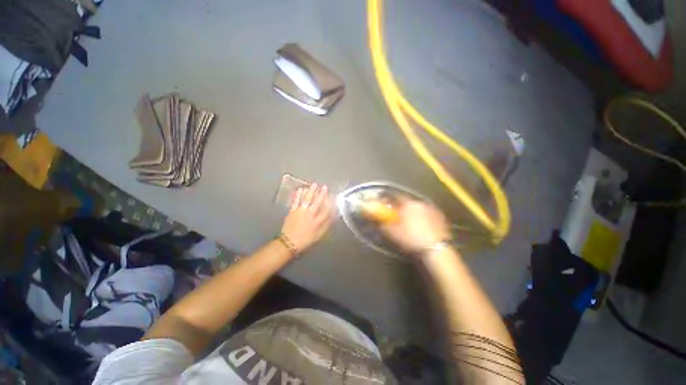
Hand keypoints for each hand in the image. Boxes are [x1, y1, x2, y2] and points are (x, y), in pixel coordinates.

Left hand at [280, 183, 333, 253]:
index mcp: (317, 222)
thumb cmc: (305, 240)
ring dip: (311, 191)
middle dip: (322, 194)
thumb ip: (326, 226)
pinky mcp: (292, 211)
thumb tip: (332, 218)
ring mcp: (300, 212)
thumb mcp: (318, 236)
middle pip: (317, 202)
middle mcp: (310, 215)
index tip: (333, 197)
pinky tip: (300, 189)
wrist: (288, 243)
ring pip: (307, 200)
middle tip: (324, 186)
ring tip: (314, 184)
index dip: (330, 204)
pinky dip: (298, 195)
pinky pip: (296, 201)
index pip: (326, 211)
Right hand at [380, 197, 451, 253]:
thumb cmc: (411, 238)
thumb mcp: (392, 232)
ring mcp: (433, 209)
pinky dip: (424, 217)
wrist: (437, 249)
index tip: (387, 206)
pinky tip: (423, 226)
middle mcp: (421, 203)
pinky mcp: (442, 218)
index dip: (390, 201)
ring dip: (414, 212)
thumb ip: (383, 223)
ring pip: (419, 208)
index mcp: (408, 204)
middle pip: (408, 202)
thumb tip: (377, 219)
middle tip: (399, 216)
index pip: (396, 197)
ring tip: (411, 222)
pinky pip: (429, 214)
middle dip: (403, 207)